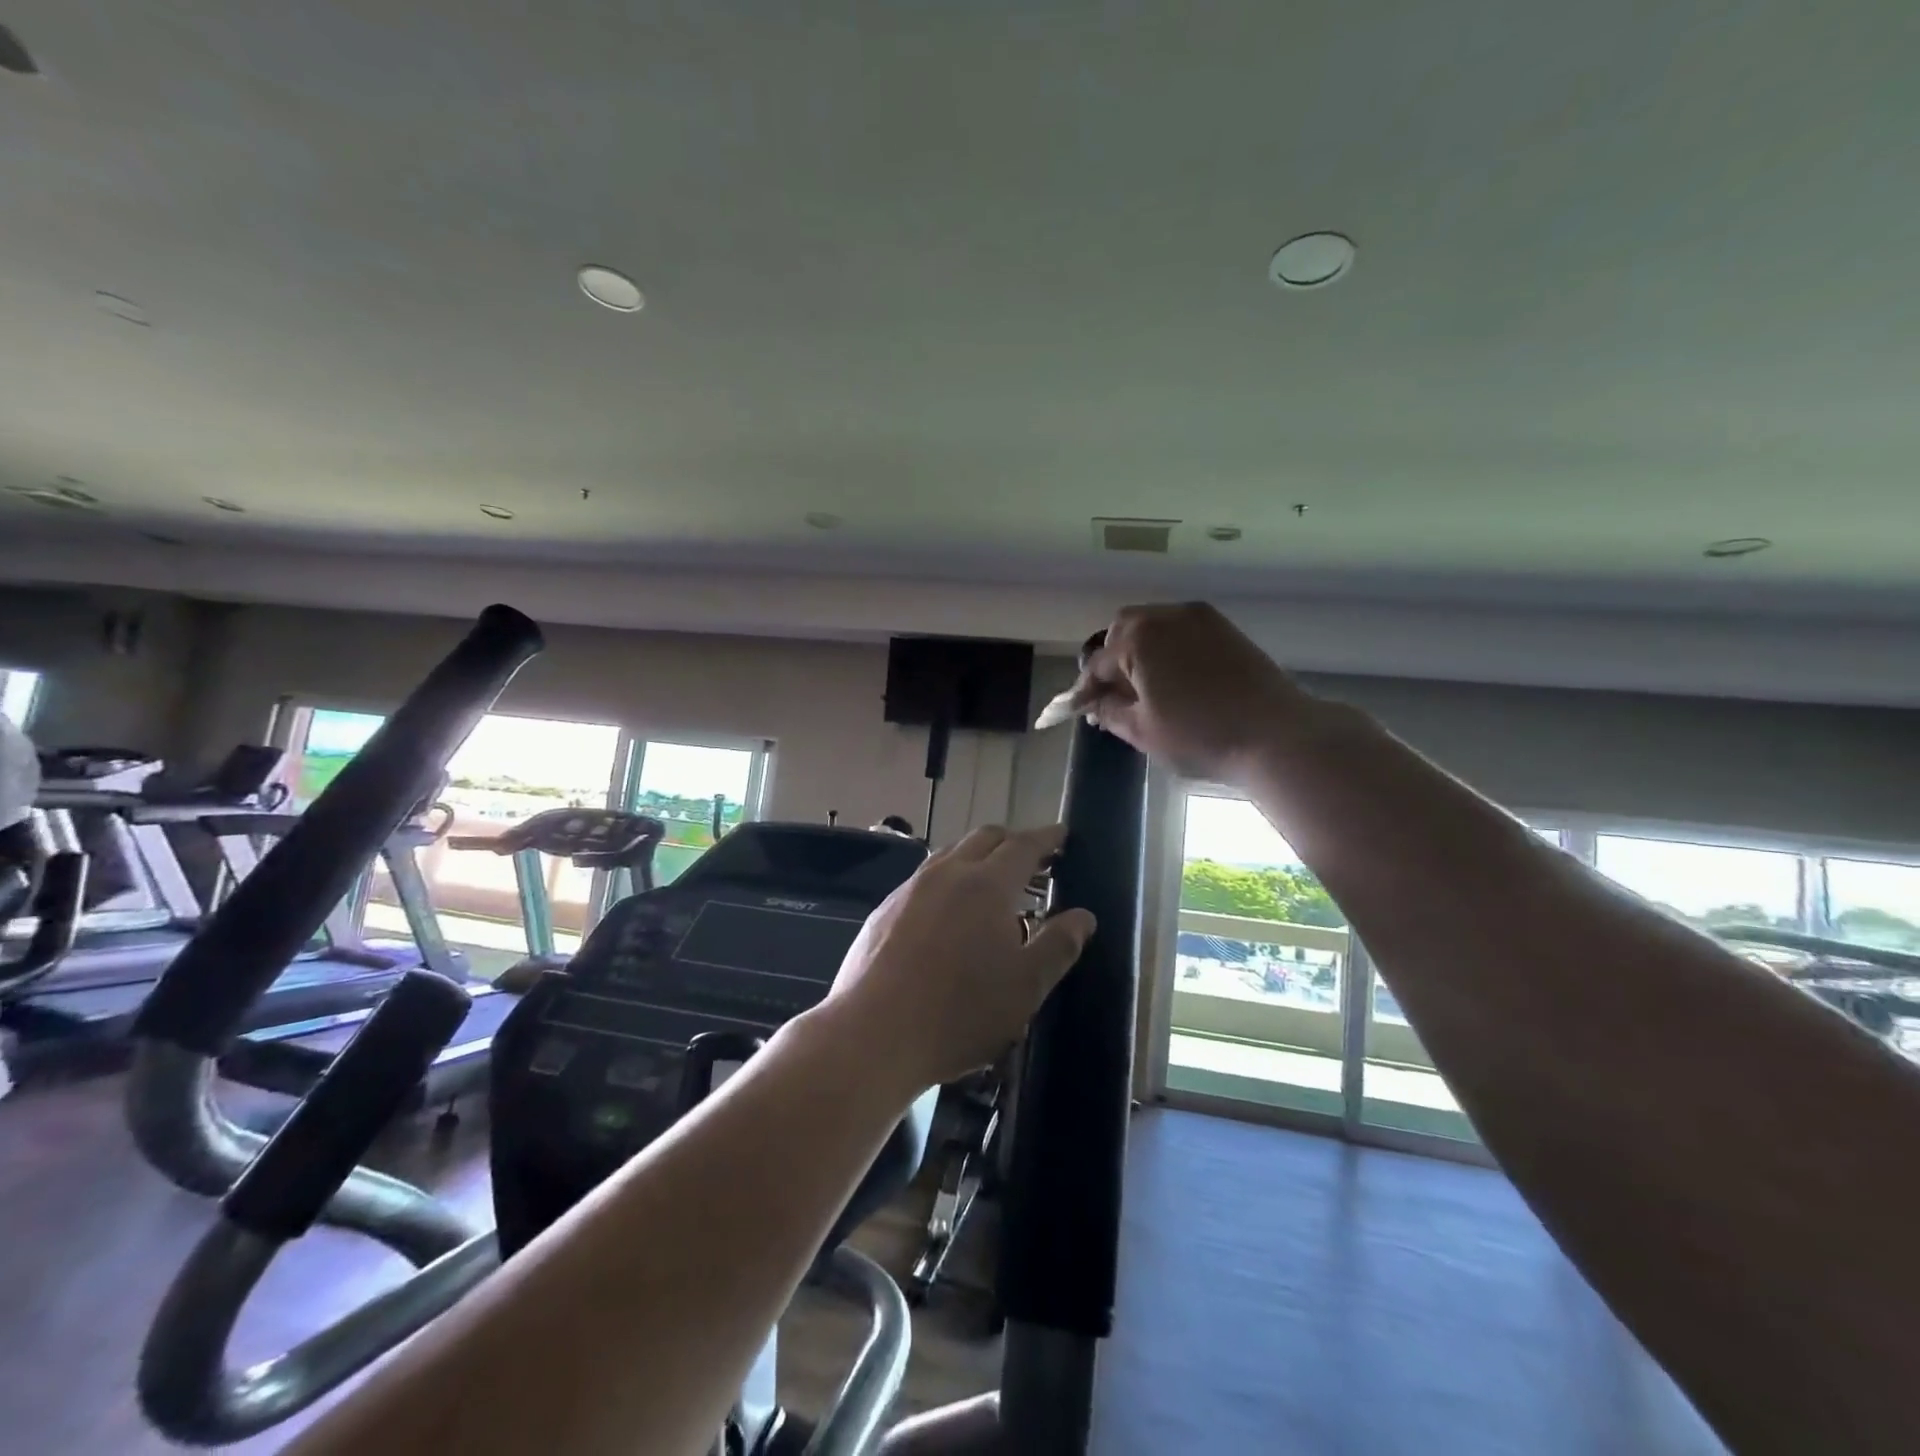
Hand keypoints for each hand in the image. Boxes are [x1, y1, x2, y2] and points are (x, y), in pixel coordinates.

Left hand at [825, 824, 1095, 1088]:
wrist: (872, 1035)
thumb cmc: (959, 1012)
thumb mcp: (1025, 987)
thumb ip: (1058, 946)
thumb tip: (1083, 916)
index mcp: (986, 885)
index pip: (1023, 845)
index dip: (1047, 838)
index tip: (1063, 834)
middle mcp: (946, 874)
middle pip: (984, 839)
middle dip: (1013, 842)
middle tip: (1034, 862)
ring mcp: (910, 889)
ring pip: (950, 855)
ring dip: (977, 859)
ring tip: (993, 887)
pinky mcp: (884, 910)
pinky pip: (925, 880)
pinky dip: (949, 881)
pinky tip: (949, 915)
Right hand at [1064, 602, 1317, 782]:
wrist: (1276, 734)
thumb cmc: (1200, 734)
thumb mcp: (1143, 730)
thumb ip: (1109, 711)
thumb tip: (1092, 703)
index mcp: (1139, 638)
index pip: (1098, 663)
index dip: (1085, 689)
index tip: (1077, 709)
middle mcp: (1166, 615)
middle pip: (1124, 630)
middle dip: (1112, 659)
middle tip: (1113, 694)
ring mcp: (1200, 617)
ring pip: (1155, 625)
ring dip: (1140, 650)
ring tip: (1144, 687)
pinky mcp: (1225, 628)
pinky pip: (1182, 630)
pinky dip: (1168, 648)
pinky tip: (1174, 678)